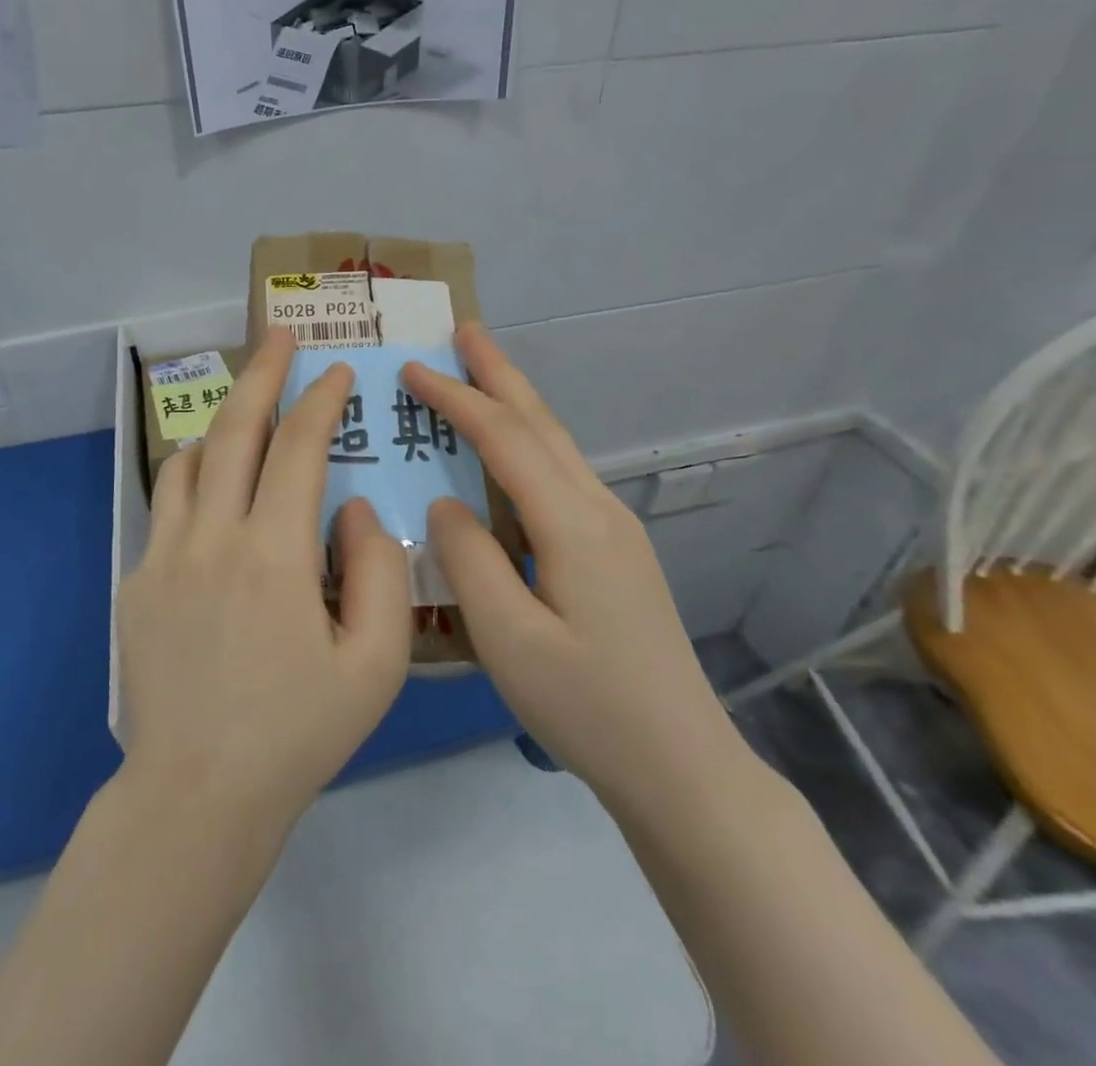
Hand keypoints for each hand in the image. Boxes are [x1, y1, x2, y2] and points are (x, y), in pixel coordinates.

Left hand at [117, 326, 413, 834]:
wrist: (196, 796)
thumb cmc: (298, 733)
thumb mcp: (375, 665)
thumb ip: (379, 572)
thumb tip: (356, 509)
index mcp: (273, 554)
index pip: (299, 448)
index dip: (320, 400)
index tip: (337, 373)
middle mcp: (211, 537)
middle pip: (235, 427)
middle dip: (261, 371)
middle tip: (278, 334)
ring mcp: (164, 556)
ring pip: (191, 458)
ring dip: (224, 424)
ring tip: (251, 417)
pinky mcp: (137, 581)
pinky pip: (169, 504)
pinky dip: (197, 478)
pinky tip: (218, 497)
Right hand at [402, 324, 730, 796]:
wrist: (682, 766)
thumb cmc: (588, 708)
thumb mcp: (510, 641)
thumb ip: (469, 561)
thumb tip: (445, 502)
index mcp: (573, 525)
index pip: (505, 439)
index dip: (457, 398)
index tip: (413, 368)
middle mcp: (599, 510)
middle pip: (542, 423)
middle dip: (500, 372)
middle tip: (465, 329)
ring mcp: (614, 529)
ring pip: (557, 446)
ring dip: (516, 402)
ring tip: (481, 372)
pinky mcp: (615, 552)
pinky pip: (562, 475)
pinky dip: (528, 443)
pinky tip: (510, 453)